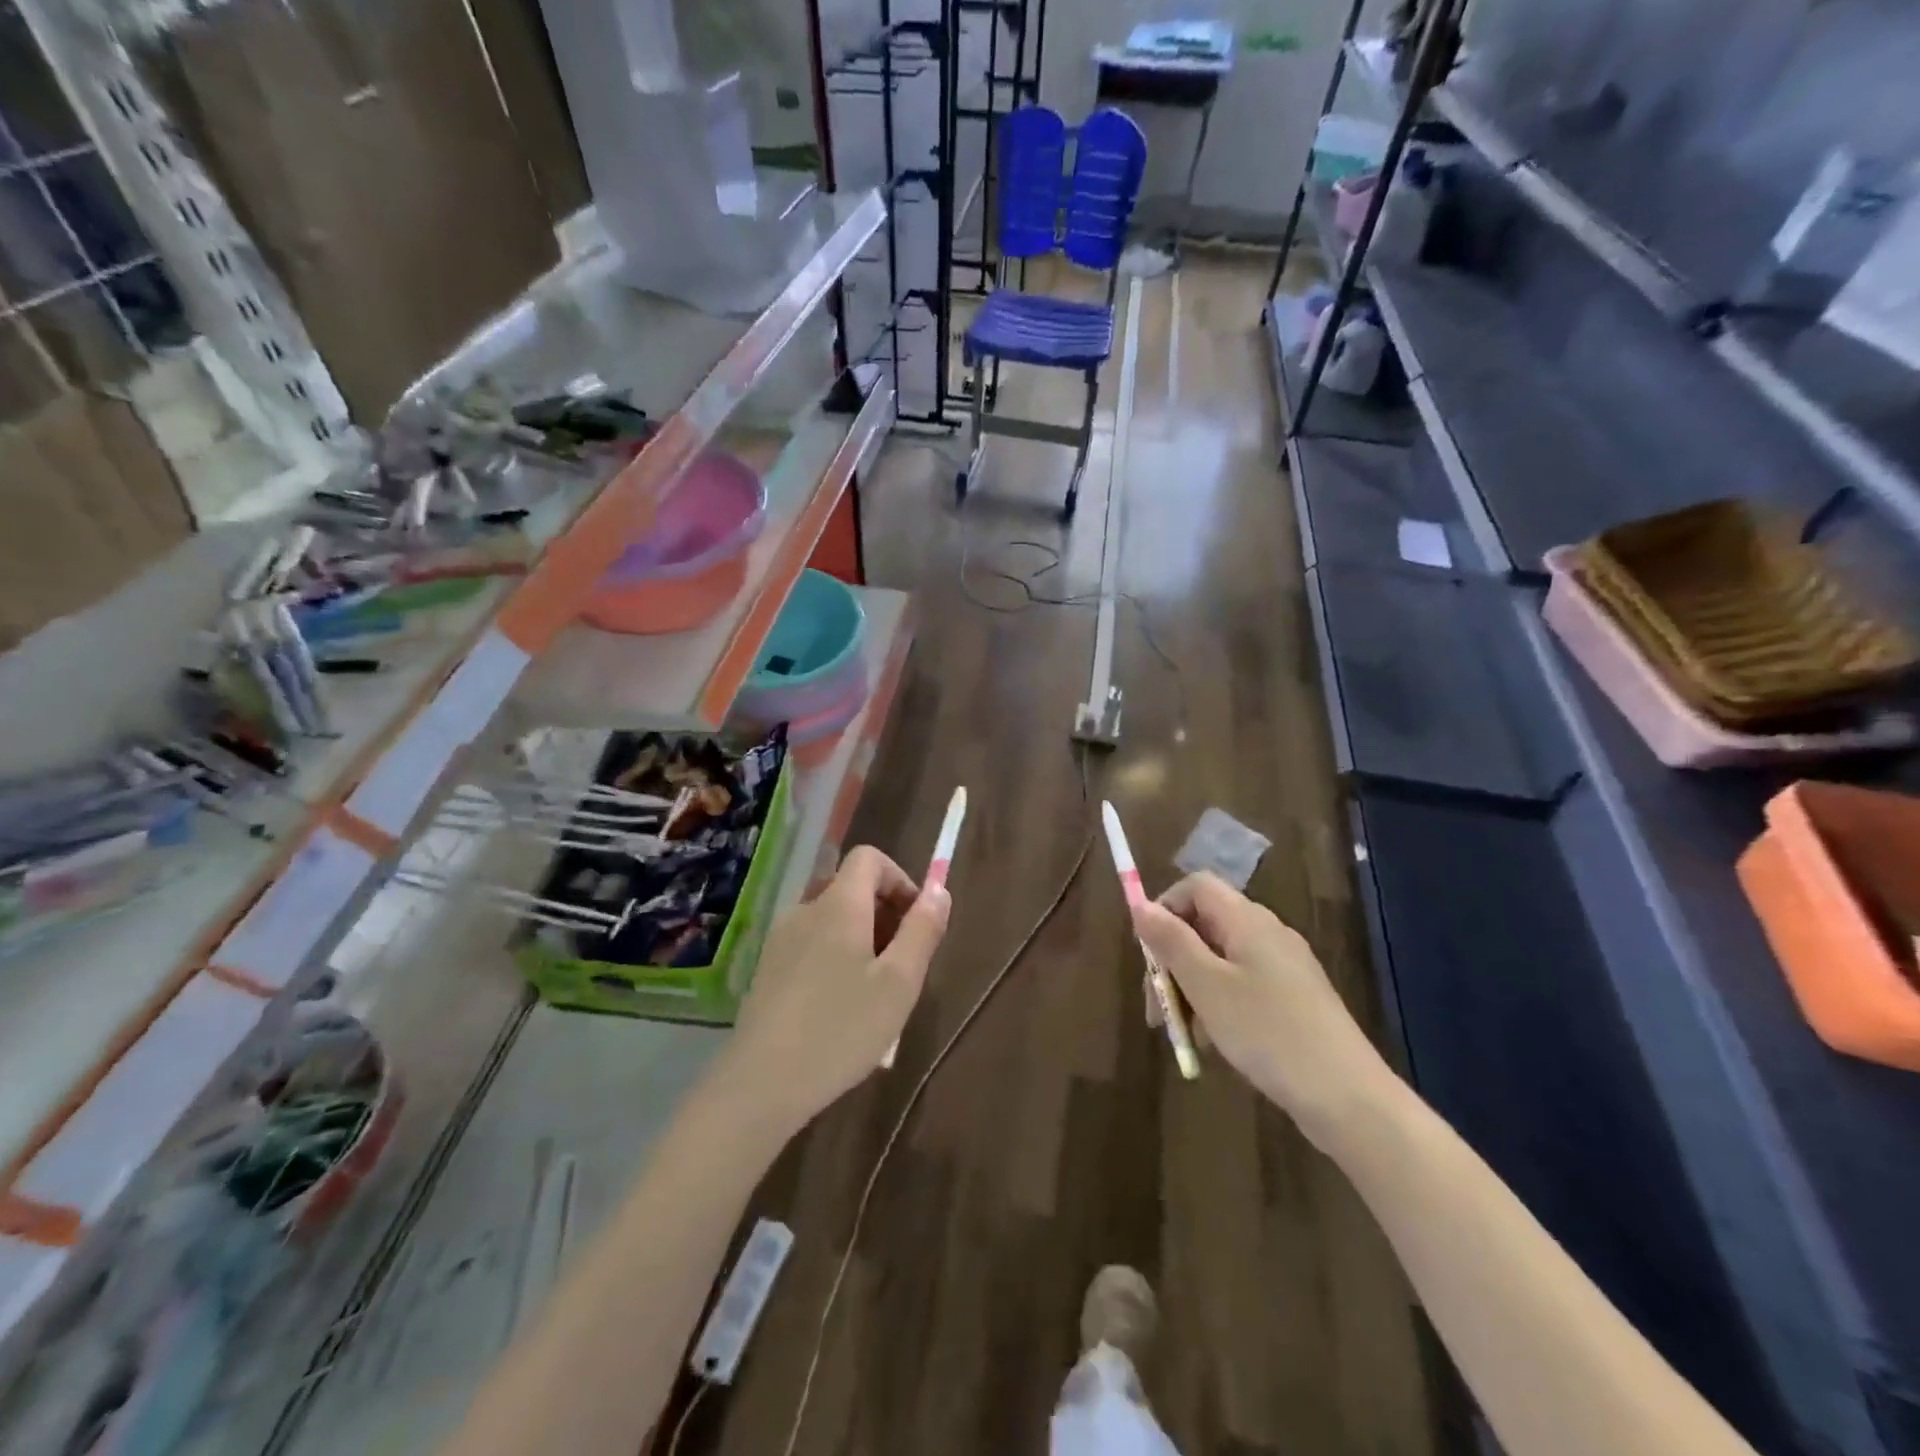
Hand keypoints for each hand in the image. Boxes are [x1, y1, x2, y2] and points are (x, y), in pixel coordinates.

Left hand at [722, 846, 948, 1134]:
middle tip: (902, 965)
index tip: (916, 922)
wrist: (761, 1083)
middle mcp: (805, 910)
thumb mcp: (899, 982)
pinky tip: (840, 1008)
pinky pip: (812, 944)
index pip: (869, 858)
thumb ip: (922, 929)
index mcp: (839, 904)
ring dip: (862, 939)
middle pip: (851, 888)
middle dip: (885, 914)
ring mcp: (780, 939)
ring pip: (832, 919)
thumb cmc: (841, 1028)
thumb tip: (939, 888)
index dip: (900, 879)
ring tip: (875, 992)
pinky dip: (835, 957)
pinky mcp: (767, 968)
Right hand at [1132, 873, 1389, 1145]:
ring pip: (1219, 960)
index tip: (1149, 955)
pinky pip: (1241, 985)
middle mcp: (1267, 933)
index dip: (1164, 909)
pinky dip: (1218, 1005)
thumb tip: (1140, 905)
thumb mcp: (1207, 986)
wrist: (1348, 1098)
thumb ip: (1171, 941)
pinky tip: (1215, 1044)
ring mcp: (1283, 966)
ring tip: (1186, 1036)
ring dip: (1191, 989)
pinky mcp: (1293, 998)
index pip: (1195, 886)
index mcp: (1247, 920)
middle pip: (1203, 925)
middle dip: (1172, 961)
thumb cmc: (1269, 1033)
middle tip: (1157, 1011)